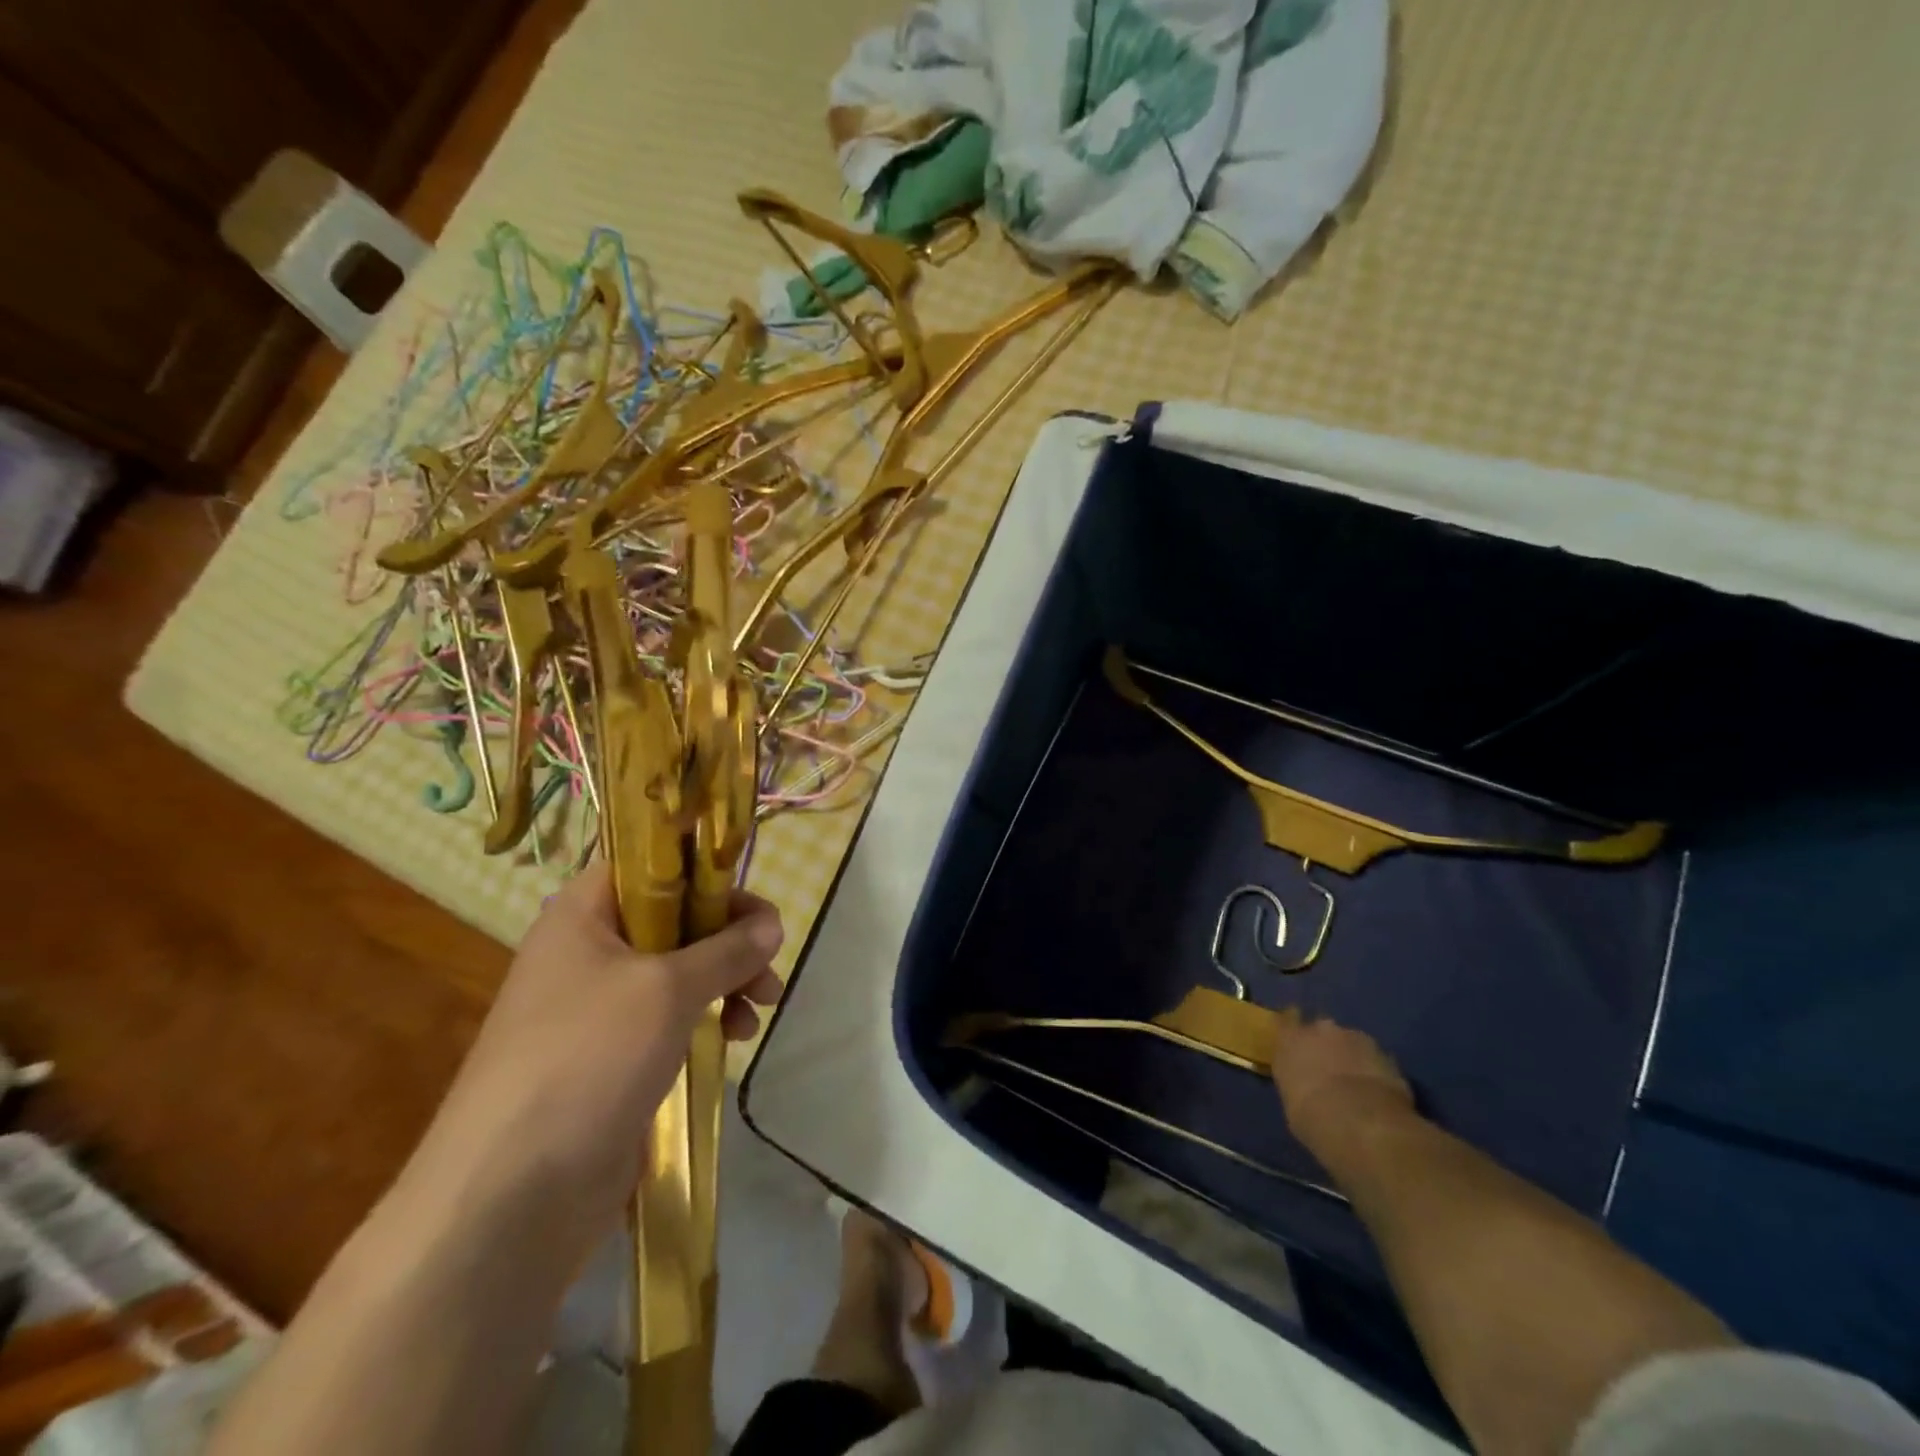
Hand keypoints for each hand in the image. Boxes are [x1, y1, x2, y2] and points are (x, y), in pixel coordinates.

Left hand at [403, 862, 783, 1246]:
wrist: (508, 1196)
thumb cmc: (587, 1059)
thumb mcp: (667, 989)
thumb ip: (727, 948)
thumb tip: (772, 923)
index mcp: (584, 913)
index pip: (652, 863)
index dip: (703, 870)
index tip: (750, 899)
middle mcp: (589, 950)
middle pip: (675, 916)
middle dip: (730, 935)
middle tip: (770, 957)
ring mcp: (599, 1006)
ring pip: (679, 969)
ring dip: (727, 978)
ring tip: (763, 1004)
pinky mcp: (613, 1056)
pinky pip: (670, 1016)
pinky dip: (707, 1017)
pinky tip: (735, 1038)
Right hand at [1270, 1009, 1413, 1154]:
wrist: (1363, 1124)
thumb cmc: (1313, 1118)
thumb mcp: (1293, 1105)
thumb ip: (1297, 1085)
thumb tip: (1305, 1088)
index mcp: (1289, 1040)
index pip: (1285, 1024)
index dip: (1293, 1036)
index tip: (1296, 1047)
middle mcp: (1319, 1029)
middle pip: (1320, 1030)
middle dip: (1325, 1045)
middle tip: (1328, 1069)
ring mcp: (1354, 1037)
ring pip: (1350, 1042)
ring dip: (1351, 1056)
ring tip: (1357, 1084)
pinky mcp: (1385, 1053)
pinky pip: (1374, 1058)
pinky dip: (1374, 1070)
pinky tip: (1377, 1092)